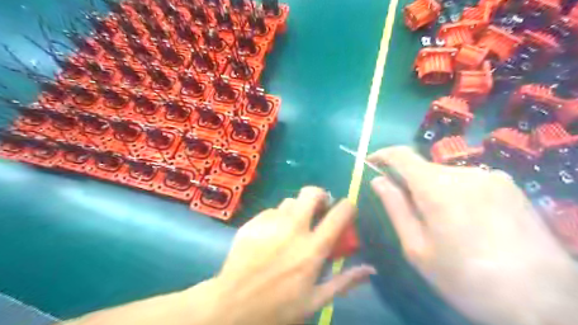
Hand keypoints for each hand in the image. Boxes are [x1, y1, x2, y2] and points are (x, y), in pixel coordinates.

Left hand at [206, 186, 377, 324]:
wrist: (231, 306)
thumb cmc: (277, 307)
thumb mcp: (315, 301)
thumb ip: (344, 281)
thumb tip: (370, 268)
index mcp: (312, 248)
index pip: (339, 214)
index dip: (348, 206)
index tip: (347, 210)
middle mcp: (293, 229)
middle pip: (311, 193)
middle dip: (320, 195)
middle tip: (319, 208)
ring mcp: (270, 223)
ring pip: (290, 201)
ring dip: (297, 209)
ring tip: (293, 225)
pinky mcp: (252, 223)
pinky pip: (270, 211)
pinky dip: (276, 218)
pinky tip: (271, 234)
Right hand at [368, 146, 577, 324]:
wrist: (544, 302)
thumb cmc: (466, 279)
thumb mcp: (417, 248)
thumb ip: (395, 207)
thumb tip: (378, 180)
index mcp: (437, 188)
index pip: (401, 156)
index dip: (382, 155)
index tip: (371, 162)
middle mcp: (464, 173)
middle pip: (424, 168)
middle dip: (409, 182)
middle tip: (409, 211)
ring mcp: (491, 177)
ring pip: (446, 175)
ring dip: (433, 189)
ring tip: (442, 222)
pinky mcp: (510, 186)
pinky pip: (468, 181)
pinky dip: (456, 192)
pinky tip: (467, 220)